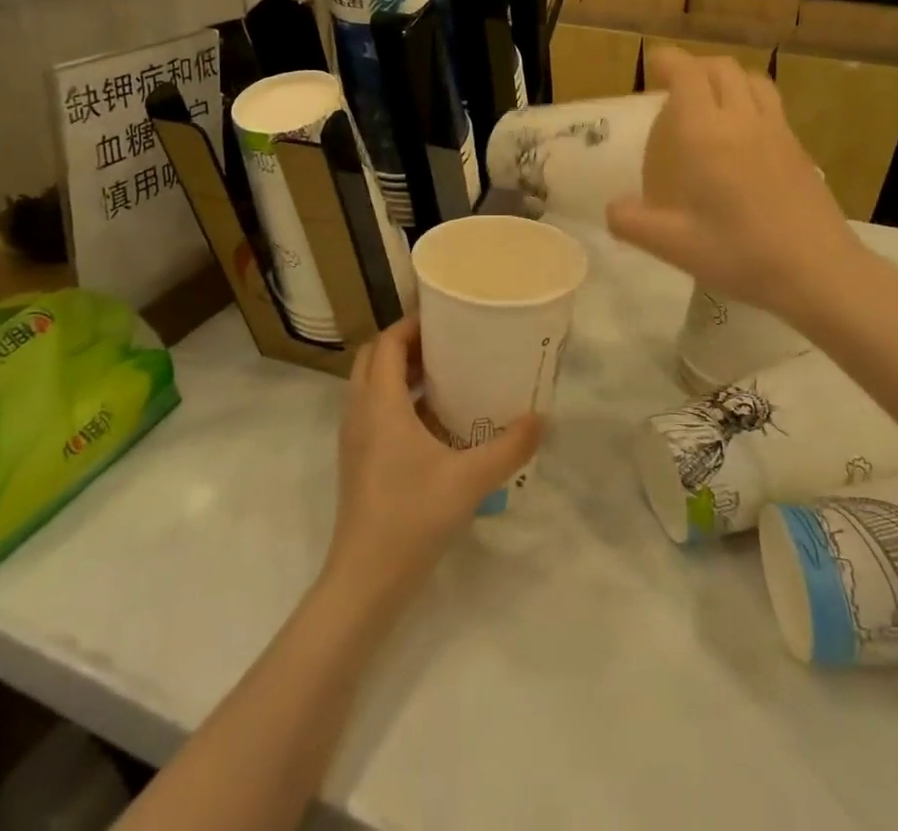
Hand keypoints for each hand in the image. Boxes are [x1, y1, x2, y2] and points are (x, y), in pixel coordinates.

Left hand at [325, 318, 540, 608]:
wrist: (366, 580)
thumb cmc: (412, 517)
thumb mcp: (470, 479)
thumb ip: (510, 446)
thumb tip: (543, 418)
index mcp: (380, 402)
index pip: (388, 341)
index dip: (413, 323)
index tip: (447, 317)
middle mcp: (360, 411)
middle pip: (375, 357)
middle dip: (407, 343)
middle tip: (447, 342)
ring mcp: (355, 438)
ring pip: (371, 384)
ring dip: (401, 371)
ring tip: (445, 373)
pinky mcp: (358, 460)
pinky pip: (374, 410)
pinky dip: (398, 399)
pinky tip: (434, 420)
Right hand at [606, 46, 869, 329]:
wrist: (818, 270)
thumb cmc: (740, 253)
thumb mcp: (674, 246)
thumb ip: (633, 223)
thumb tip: (612, 208)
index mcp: (707, 134)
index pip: (688, 75)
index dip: (669, 61)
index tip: (653, 62)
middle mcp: (743, 121)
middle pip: (721, 68)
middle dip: (695, 66)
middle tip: (676, 84)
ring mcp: (777, 131)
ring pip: (752, 80)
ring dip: (727, 77)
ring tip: (712, 98)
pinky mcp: (798, 148)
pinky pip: (771, 104)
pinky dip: (750, 99)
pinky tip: (744, 134)